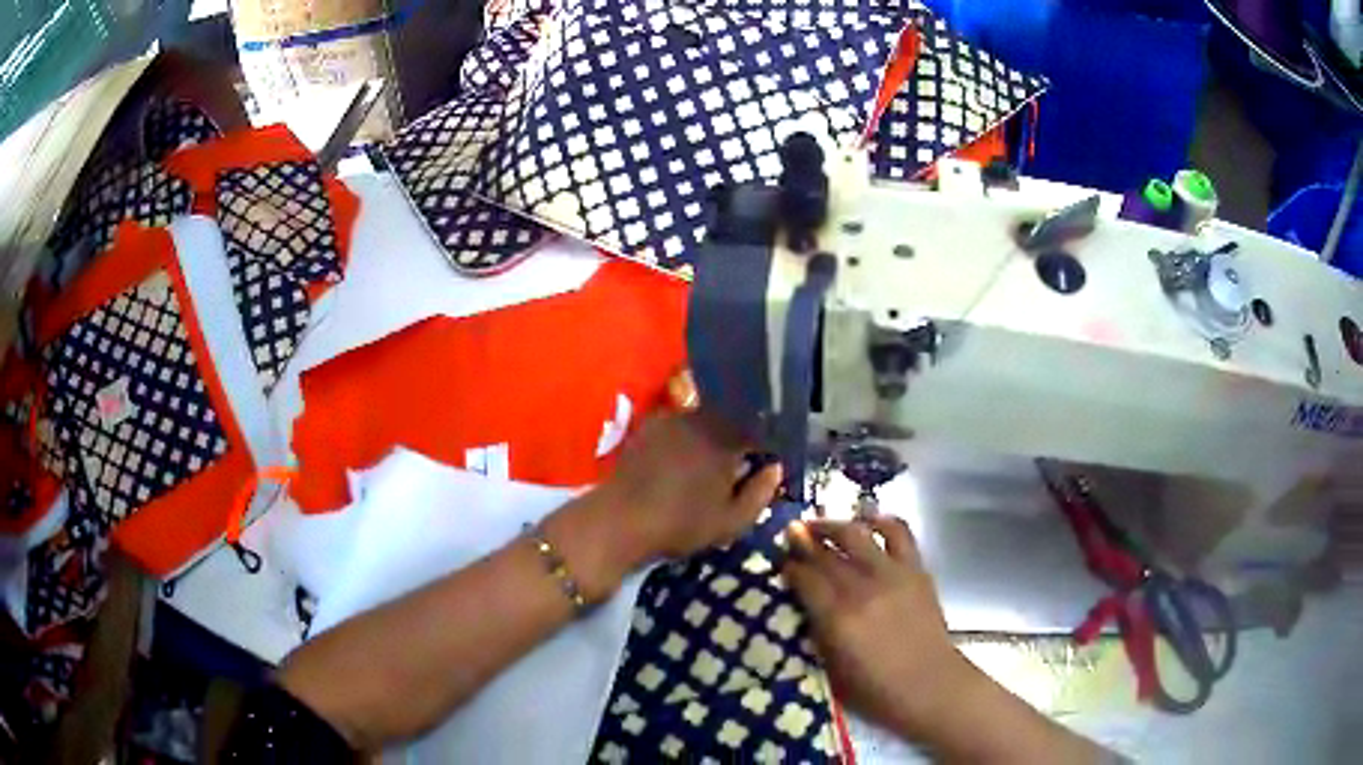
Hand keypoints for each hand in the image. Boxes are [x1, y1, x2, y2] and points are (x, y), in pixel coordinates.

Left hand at [599, 411, 781, 563]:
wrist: (621, 520)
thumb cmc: (682, 524)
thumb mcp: (731, 521)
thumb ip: (760, 493)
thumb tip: (776, 468)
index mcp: (726, 439)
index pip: (758, 429)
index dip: (766, 442)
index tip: (769, 457)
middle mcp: (701, 419)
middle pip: (731, 417)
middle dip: (739, 434)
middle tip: (742, 459)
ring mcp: (672, 419)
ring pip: (704, 419)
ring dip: (713, 433)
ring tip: (712, 459)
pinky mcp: (648, 426)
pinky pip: (679, 423)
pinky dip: (688, 435)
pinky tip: (683, 458)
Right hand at [783, 517, 972, 739]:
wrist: (929, 685)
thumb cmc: (875, 689)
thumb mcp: (831, 668)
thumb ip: (816, 631)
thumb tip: (804, 603)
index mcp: (837, 618)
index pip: (804, 578)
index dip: (788, 566)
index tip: (779, 561)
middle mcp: (862, 588)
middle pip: (826, 552)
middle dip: (804, 539)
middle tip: (791, 533)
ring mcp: (892, 575)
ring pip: (857, 534)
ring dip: (835, 524)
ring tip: (821, 524)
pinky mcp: (916, 570)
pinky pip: (899, 533)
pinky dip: (882, 521)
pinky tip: (869, 521)